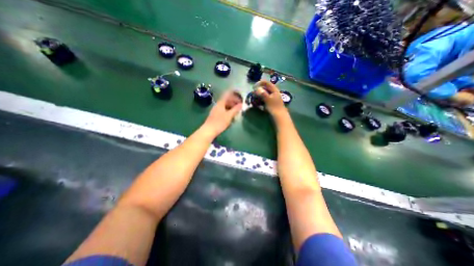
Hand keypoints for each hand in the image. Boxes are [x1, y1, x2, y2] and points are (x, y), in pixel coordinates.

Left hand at [202, 90, 241, 136]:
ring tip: (237, 112)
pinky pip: (223, 110)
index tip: (240, 98)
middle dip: (234, 102)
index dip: (234, 95)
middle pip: (227, 100)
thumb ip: (235, 109)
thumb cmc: (220, 122)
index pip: (228, 95)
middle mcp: (218, 105)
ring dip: (231, 107)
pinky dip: (228, 111)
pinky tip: (231, 117)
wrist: (209, 130)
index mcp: (221, 103)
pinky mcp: (215, 115)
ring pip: (225, 106)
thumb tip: (241, 104)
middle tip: (240, 106)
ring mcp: (216, 110)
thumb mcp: (229, 116)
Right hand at [253, 80, 286, 116]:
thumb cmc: (274, 107)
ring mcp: (272, 98)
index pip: (266, 83)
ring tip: (253, 100)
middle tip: (252, 95)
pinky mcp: (270, 103)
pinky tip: (256, 104)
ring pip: (263, 94)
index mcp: (274, 90)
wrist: (279, 117)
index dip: (259, 83)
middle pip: (264, 88)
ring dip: (258, 96)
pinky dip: (259, 100)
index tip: (253, 87)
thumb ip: (262, 93)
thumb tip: (256, 88)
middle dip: (257, 91)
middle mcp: (273, 92)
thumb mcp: (268, 99)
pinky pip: (263, 99)